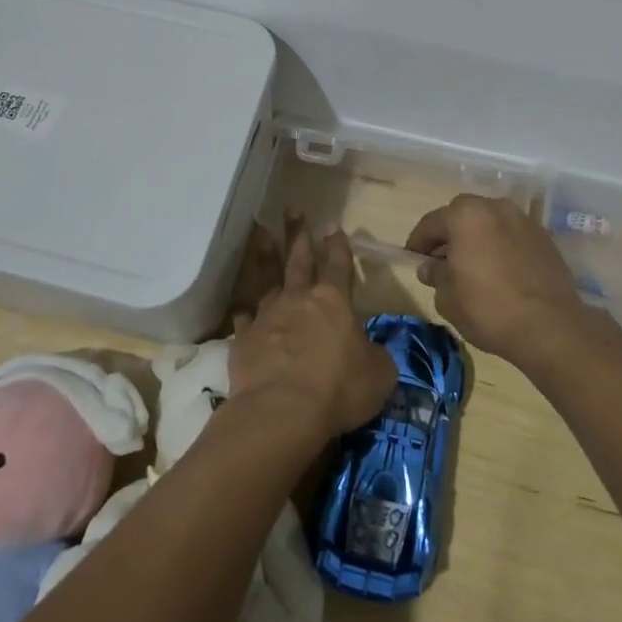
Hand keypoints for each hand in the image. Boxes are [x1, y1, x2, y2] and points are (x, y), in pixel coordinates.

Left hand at [229, 216, 396, 444]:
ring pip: (267, 278)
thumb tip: (370, 351)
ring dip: (266, 256)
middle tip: (292, 210)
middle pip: (299, 259)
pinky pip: (245, 318)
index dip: (337, 245)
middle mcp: (299, 299)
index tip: (332, 224)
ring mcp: (268, 316)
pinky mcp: (244, 339)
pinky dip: (245, 309)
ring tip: (263, 234)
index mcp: (334, 301)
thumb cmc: (338, 388)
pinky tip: (242, 305)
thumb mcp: (378, 374)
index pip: (338, 264)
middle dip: (298, 234)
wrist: (281, 411)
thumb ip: (375, 356)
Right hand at [406, 195, 592, 369]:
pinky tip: (499, 272)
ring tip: (472, 267)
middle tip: (441, 262)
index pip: (431, 223)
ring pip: (489, 224)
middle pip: (462, 216)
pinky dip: (500, 247)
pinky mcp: (544, 238)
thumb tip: (430, 267)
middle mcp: (495, 207)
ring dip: (477, 240)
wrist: (550, 327)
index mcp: (466, 215)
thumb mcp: (448, 297)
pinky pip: (511, 236)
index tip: (412, 258)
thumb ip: (435, 275)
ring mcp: (523, 220)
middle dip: (449, 236)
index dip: (418, 242)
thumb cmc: (488, 308)